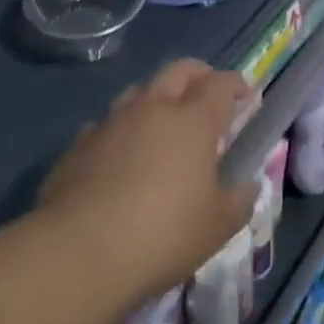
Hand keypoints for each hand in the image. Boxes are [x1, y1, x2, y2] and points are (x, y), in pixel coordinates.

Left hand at [38, 60, 255, 305]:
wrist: (77, 253)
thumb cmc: (161, 234)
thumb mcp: (217, 226)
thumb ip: (239, 200)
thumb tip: (246, 186)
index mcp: (193, 120)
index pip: (221, 84)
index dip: (237, 85)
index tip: (246, 97)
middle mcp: (153, 108)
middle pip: (179, 71)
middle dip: (199, 75)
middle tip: (207, 95)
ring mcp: (111, 122)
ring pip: (139, 91)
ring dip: (157, 98)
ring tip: (162, 124)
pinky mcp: (77, 145)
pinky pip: (106, 124)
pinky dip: (121, 130)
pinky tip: (120, 156)